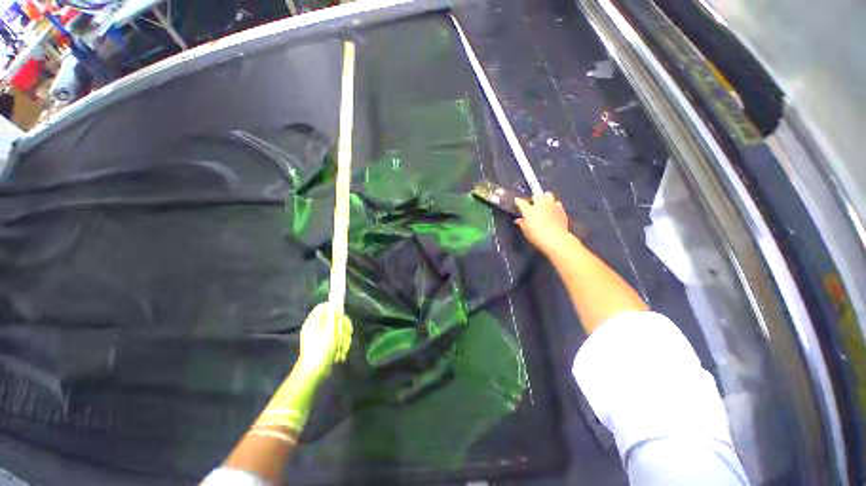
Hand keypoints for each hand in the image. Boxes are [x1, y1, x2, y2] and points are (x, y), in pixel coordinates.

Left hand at [296, 303, 352, 379]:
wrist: (314, 373)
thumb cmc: (321, 350)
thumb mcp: (330, 331)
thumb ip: (334, 316)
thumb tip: (336, 304)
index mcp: (314, 321)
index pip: (324, 306)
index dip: (334, 308)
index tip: (342, 315)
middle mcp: (316, 327)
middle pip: (334, 318)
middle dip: (343, 327)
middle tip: (347, 335)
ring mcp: (320, 336)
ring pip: (338, 329)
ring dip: (344, 338)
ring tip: (343, 348)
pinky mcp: (325, 345)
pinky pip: (337, 339)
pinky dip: (341, 345)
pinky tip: (341, 353)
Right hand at [515, 192, 570, 253]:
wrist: (556, 239)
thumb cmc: (537, 235)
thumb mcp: (526, 231)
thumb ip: (522, 223)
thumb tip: (518, 220)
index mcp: (529, 209)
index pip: (521, 202)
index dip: (518, 201)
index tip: (517, 201)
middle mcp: (541, 204)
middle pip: (537, 194)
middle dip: (535, 196)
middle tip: (534, 203)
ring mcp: (552, 205)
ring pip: (549, 195)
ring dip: (546, 198)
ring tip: (545, 205)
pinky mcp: (562, 210)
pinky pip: (557, 204)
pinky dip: (554, 206)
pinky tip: (553, 212)